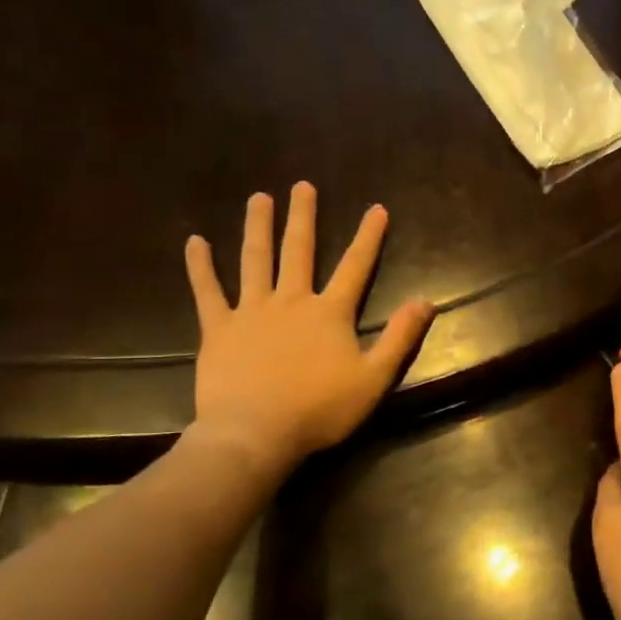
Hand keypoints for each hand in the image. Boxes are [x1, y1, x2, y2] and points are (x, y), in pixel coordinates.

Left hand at [183, 183, 434, 478]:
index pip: (355, 266)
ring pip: (255, 260)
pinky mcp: (219, 329)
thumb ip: (400, 337)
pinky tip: (194, 242)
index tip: (377, 208)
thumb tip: (426, 301)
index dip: (368, 237)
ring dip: (258, 227)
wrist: (255, 434)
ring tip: (258, 198)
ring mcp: (251, 311)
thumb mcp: (374, 378)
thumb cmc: (319, 409)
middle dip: (303, 216)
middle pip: (298, 250)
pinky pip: (207, 292)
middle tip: (302, 185)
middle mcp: (291, 300)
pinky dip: (200, 266)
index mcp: (329, 313)